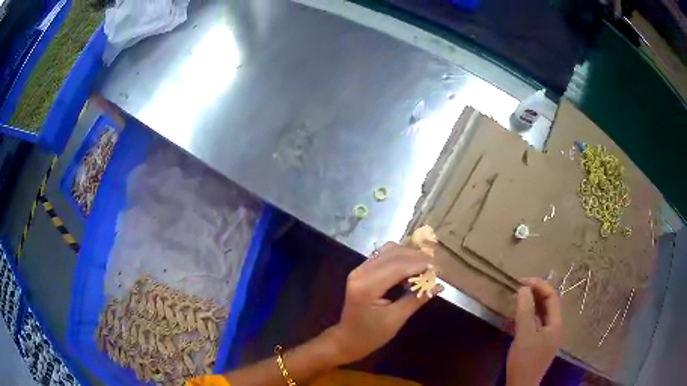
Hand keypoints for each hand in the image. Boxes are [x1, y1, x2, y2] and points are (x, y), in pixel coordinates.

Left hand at [323, 242, 441, 363]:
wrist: (348, 339)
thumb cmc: (372, 334)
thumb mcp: (396, 319)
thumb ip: (417, 299)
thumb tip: (439, 285)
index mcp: (367, 287)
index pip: (398, 266)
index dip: (420, 264)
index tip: (438, 269)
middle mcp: (361, 272)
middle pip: (394, 254)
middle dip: (416, 258)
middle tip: (434, 270)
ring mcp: (359, 269)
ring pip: (389, 250)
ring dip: (409, 256)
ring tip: (424, 270)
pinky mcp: (361, 270)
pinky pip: (383, 256)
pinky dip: (400, 258)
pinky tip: (410, 269)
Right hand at [506, 278, 561, 385]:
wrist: (521, 385)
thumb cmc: (525, 361)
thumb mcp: (524, 335)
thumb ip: (525, 311)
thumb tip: (523, 289)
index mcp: (556, 323)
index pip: (552, 296)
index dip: (539, 286)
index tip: (521, 282)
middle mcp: (555, 327)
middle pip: (549, 304)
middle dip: (536, 293)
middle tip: (519, 288)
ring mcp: (548, 336)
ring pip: (542, 314)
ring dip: (532, 304)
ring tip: (518, 299)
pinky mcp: (540, 343)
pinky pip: (537, 323)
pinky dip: (529, 316)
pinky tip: (518, 317)